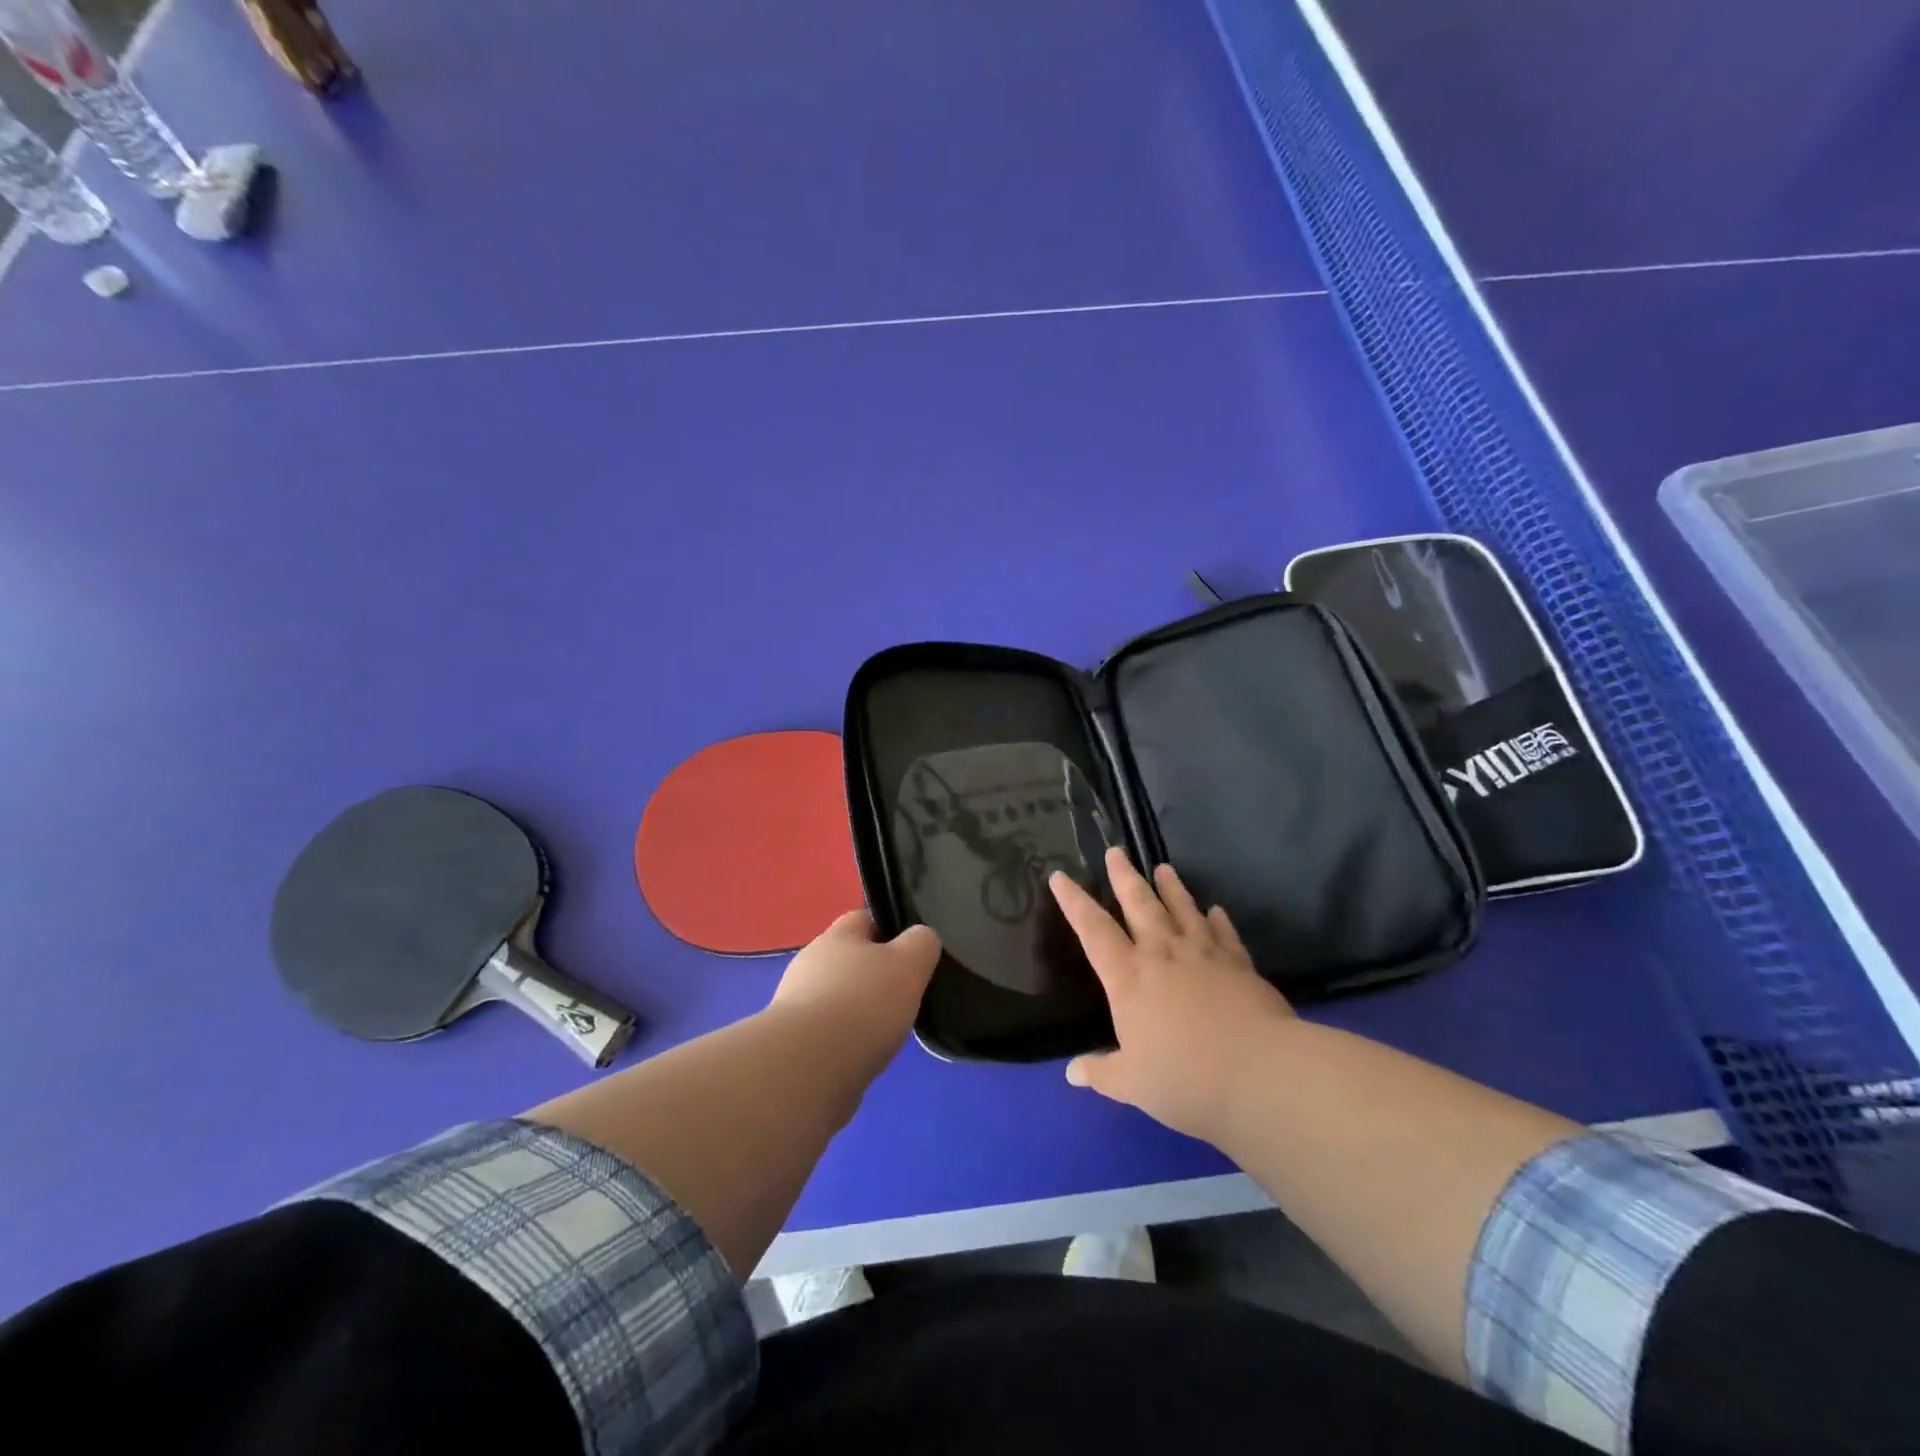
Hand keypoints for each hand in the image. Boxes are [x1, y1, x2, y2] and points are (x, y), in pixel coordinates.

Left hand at [771, 911, 940, 1068]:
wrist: (809, 1067)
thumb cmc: (864, 1003)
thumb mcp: (910, 963)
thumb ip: (922, 943)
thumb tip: (922, 938)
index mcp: (836, 935)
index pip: (864, 918)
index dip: (890, 930)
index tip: (913, 952)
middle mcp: (810, 962)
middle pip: (848, 960)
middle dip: (873, 974)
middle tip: (904, 995)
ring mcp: (795, 1003)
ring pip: (836, 997)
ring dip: (857, 1010)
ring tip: (886, 1031)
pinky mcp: (791, 1042)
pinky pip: (826, 1032)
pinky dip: (844, 1040)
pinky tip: (862, 1056)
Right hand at [1050, 848, 1294, 1140]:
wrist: (1260, 1074)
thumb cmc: (1184, 1078)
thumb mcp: (1132, 1084)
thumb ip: (1101, 1073)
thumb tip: (1072, 1073)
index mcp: (1128, 977)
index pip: (1092, 930)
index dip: (1074, 902)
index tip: (1060, 876)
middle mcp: (1162, 954)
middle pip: (1139, 904)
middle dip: (1124, 877)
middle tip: (1116, 851)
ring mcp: (1204, 955)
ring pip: (1182, 910)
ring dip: (1171, 888)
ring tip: (1163, 867)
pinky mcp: (1239, 965)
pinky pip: (1224, 934)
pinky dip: (1218, 920)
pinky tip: (1216, 910)